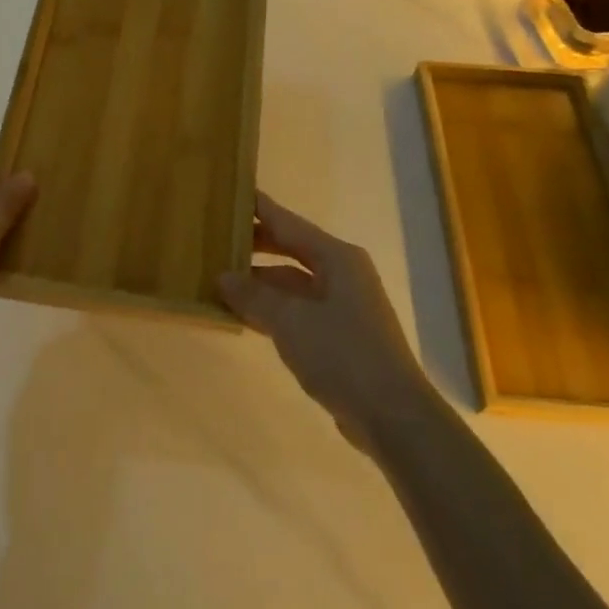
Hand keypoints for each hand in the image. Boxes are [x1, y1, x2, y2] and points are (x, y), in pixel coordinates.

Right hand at [219, 193, 431, 447]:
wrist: (392, 416)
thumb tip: (223, 276)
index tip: (231, 193)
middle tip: (217, 239)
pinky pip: (298, 311)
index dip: (260, 209)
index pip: (289, 223)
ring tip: (220, 279)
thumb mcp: (291, 321)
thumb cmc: (343, 354)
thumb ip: (254, 296)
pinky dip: (272, 310)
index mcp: (337, 258)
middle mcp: (342, 274)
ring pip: (293, 283)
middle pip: (292, 250)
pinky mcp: (339, 336)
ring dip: (260, 282)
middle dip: (256, 246)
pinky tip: (244, 315)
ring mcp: (342, 306)